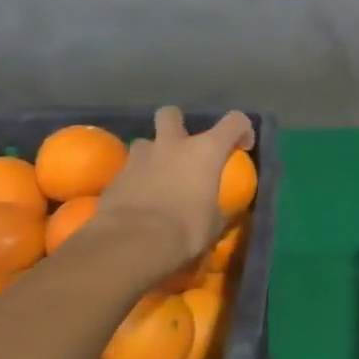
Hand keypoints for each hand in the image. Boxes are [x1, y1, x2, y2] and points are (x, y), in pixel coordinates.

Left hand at [91, 107, 254, 270]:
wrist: (131, 244)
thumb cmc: (185, 230)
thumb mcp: (214, 224)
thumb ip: (219, 210)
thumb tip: (224, 211)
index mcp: (206, 151)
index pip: (234, 121)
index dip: (242, 129)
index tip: (242, 147)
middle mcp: (172, 145)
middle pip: (171, 115)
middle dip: (176, 125)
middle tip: (183, 147)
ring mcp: (139, 158)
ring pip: (145, 143)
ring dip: (152, 156)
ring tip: (157, 179)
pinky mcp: (115, 177)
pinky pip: (128, 171)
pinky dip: (135, 182)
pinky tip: (138, 203)